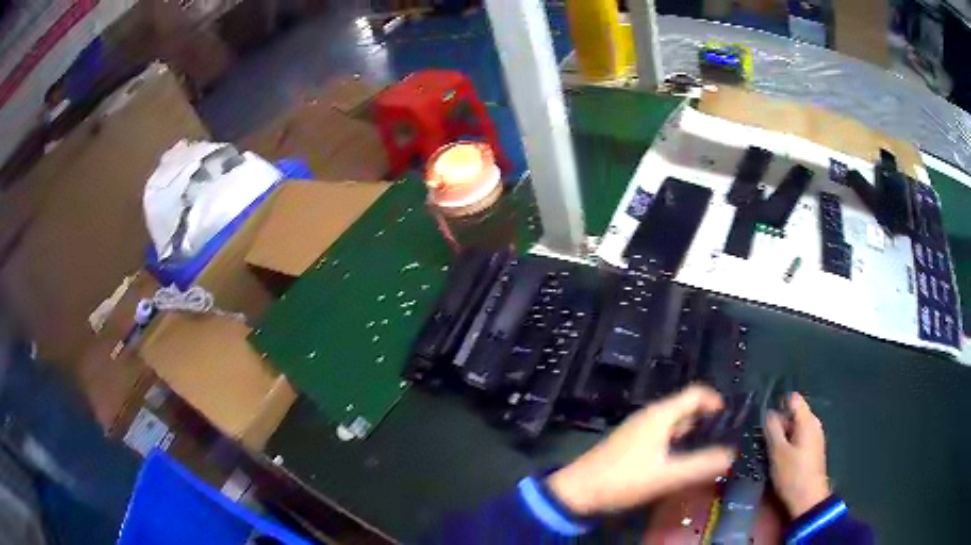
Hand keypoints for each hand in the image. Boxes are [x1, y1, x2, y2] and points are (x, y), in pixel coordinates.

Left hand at [547, 385, 734, 514]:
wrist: (577, 492)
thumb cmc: (623, 480)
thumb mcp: (667, 476)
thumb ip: (701, 465)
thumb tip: (731, 455)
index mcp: (660, 415)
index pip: (696, 393)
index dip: (716, 402)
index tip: (731, 420)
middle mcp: (650, 416)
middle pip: (686, 409)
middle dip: (707, 421)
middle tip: (724, 440)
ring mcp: (638, 430)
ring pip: (674, 424)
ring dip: (692, 434)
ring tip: (707, 453)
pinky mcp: (630, 445)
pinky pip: (662, 437)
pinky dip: (677, 444)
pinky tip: (681, 463)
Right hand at [765, 392, 830, 517]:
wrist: (808, 500)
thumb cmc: (793, 475)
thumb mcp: (778, 452)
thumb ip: (772, 429)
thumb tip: (768, 412)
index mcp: (808, 420)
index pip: (793, 399)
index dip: (778, 404)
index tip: (764, 420)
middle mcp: (814, 424)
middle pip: (794, 414)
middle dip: (778, 423)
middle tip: (763, 439)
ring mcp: (815, 438)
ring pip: (795, 428)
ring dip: (782, 436)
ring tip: (768, 450)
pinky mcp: (813, 450)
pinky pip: (798, 438)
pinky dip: (788, 444)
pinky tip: (779, 458)